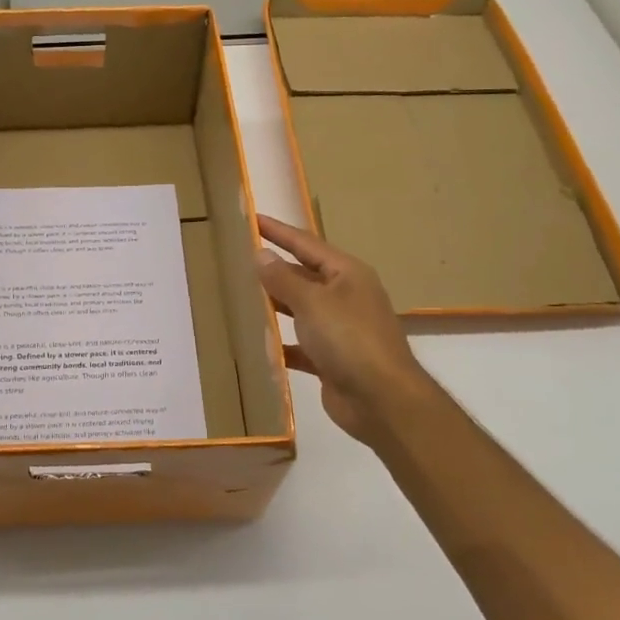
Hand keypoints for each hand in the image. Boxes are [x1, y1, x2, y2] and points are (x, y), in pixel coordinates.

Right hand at [256, 215, 429, 448]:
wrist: (382, 400)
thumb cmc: (349, 339)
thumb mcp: (312, 302)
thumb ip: (283, 279)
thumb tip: (261, 255)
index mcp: (347, 274)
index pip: (306, 244)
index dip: (278, 232)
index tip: (252, 219)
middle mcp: (345, 297)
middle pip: (303, 276)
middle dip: (274, 269)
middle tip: (238, 260)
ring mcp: (340, 329)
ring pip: (300, 310)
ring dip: (274, 305)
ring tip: (240, 296)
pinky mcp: (332, 360)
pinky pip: (300, 345)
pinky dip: (281, 343)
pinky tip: (257, 343)